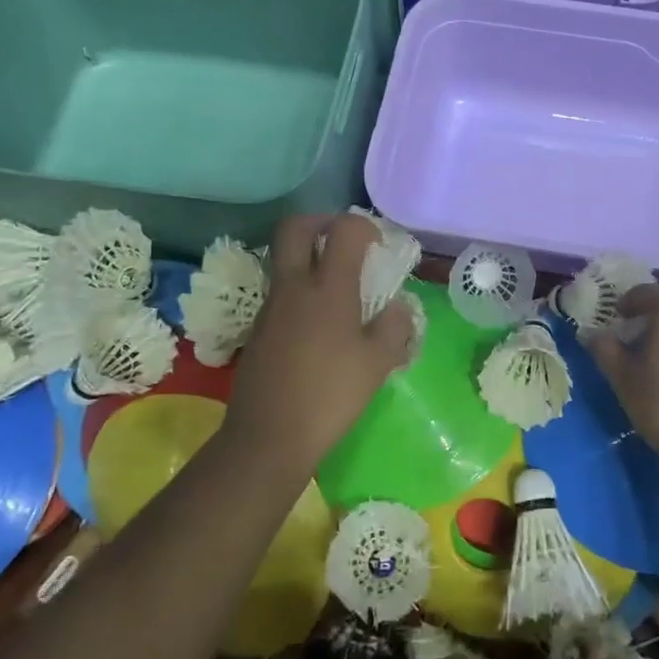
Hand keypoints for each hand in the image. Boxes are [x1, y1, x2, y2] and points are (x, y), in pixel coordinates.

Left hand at [222, 213, 414, 461]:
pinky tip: (319, 325)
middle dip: (321, 222)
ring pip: (284, 258)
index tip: (378, 247)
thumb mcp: (377, 364)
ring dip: (308, 257)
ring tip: (337, 288)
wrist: (268, 436)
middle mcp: (295, 286)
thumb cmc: (330, 396)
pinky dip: (300, 290)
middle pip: (295, 227)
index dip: (364, 226)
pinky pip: (280, 291)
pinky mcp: (259, 328)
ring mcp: (271, 306)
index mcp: (328, 288)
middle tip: (344, 242)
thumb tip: (399, 307)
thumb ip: (394, 327)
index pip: (344, 229)